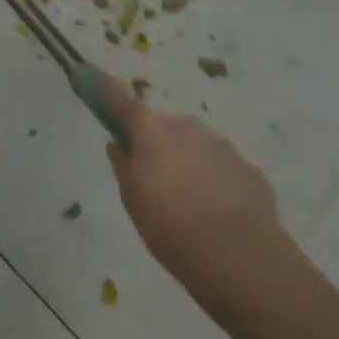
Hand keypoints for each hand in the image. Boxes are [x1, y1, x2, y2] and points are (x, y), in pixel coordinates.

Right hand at [100, 74, 287, 291]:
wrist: (244, 262)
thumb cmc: (172, 228)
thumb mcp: (133, 202)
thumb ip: (123, 167)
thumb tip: (118, 145)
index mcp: (150, 129)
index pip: (118, 98)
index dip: (103, 89)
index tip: (88, 77)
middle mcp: (185, 126)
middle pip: (163, 128)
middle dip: (159, 147)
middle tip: (157, 184)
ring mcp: (221, 145)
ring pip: (195, 147)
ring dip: (189, 164)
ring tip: (193, 208)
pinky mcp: (250, 170)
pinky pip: (223, 169)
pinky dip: (217, 183)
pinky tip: (220, 217)